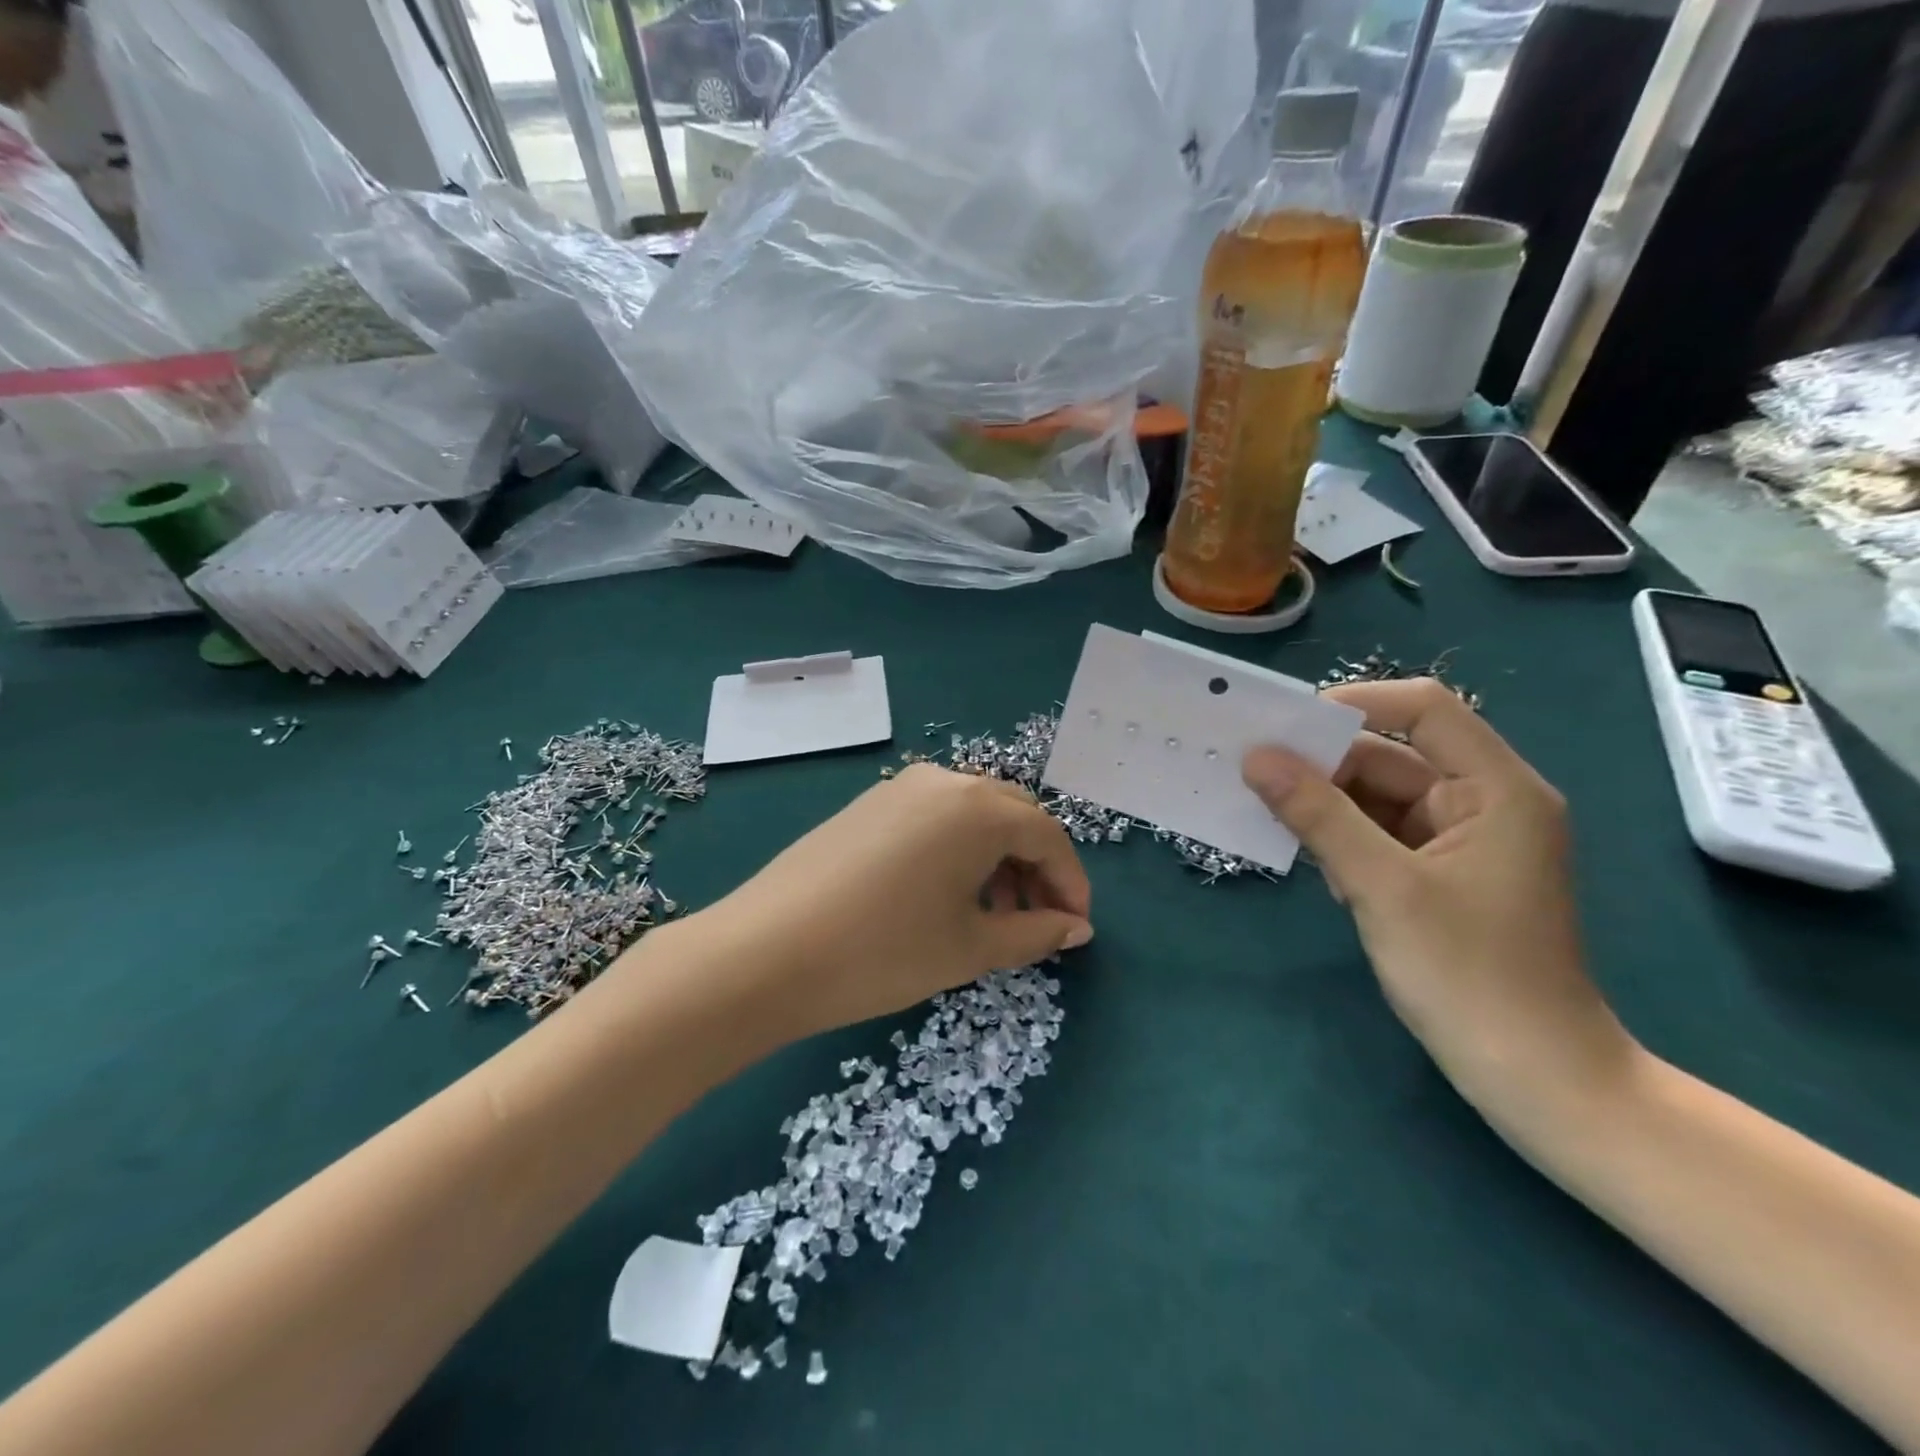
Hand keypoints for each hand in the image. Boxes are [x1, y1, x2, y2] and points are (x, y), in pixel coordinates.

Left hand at [683, 764, 1092, 1047]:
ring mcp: (900, 788)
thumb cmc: (884, 951)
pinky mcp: (868, 804)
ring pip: (971, 814)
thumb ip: (1035, 934)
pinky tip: (944, 893)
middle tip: (1037, 921)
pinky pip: (934, 817)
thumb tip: (1076, 928)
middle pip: (1012, 816)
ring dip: (996, 857)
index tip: (1075, 928)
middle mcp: (943, 782)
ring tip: (993, 914)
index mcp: (978, 808)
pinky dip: (957, 849)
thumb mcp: (970, 948)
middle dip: (1035, 867)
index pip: (1048, 836)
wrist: (766, 951)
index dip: (1071, 883)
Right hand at [1242, 679, 1634, 1121]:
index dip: (1355, 704)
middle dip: (1325, 765)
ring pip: (1379, 797)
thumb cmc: (1469, 976)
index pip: (1424, 709)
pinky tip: (1318, 866)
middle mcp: (1484, 802)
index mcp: (1496, 789)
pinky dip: (1344, 840)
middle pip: (1392, 755)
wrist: (1535, 1079)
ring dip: (1328, 808)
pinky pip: (1381, 834)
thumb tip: (1256, 757)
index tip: (1284, 726)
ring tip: (1275, 822)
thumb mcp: (1382, 888)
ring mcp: (1463, 841)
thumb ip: (1318, 815)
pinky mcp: (1442, 874)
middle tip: (1254, 774)